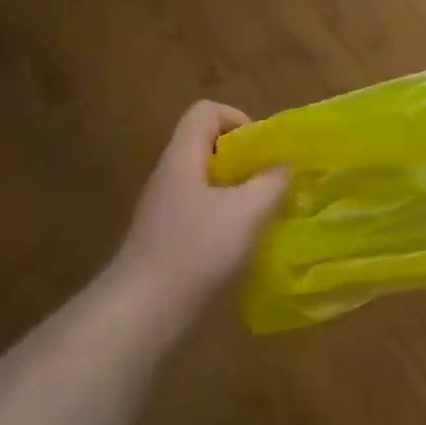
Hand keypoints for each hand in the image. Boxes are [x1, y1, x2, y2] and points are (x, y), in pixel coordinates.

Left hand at [108, 101, 287, 323]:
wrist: (142, 312)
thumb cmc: (196, 250)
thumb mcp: (247, 211)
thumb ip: (272, 182)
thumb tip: (283, 166)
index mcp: (183, 157)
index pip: (206, 112)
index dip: (238, 120)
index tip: (263, 151)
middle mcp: (170, 176)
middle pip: (208, 147)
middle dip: (246, 161)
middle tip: (272, 185)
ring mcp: (164, 210)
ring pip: (207, 183)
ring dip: (239, 194)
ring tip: (264, 217)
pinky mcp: (166, 240)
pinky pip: (201, 214)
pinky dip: (226, 221)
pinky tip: (242, 247)